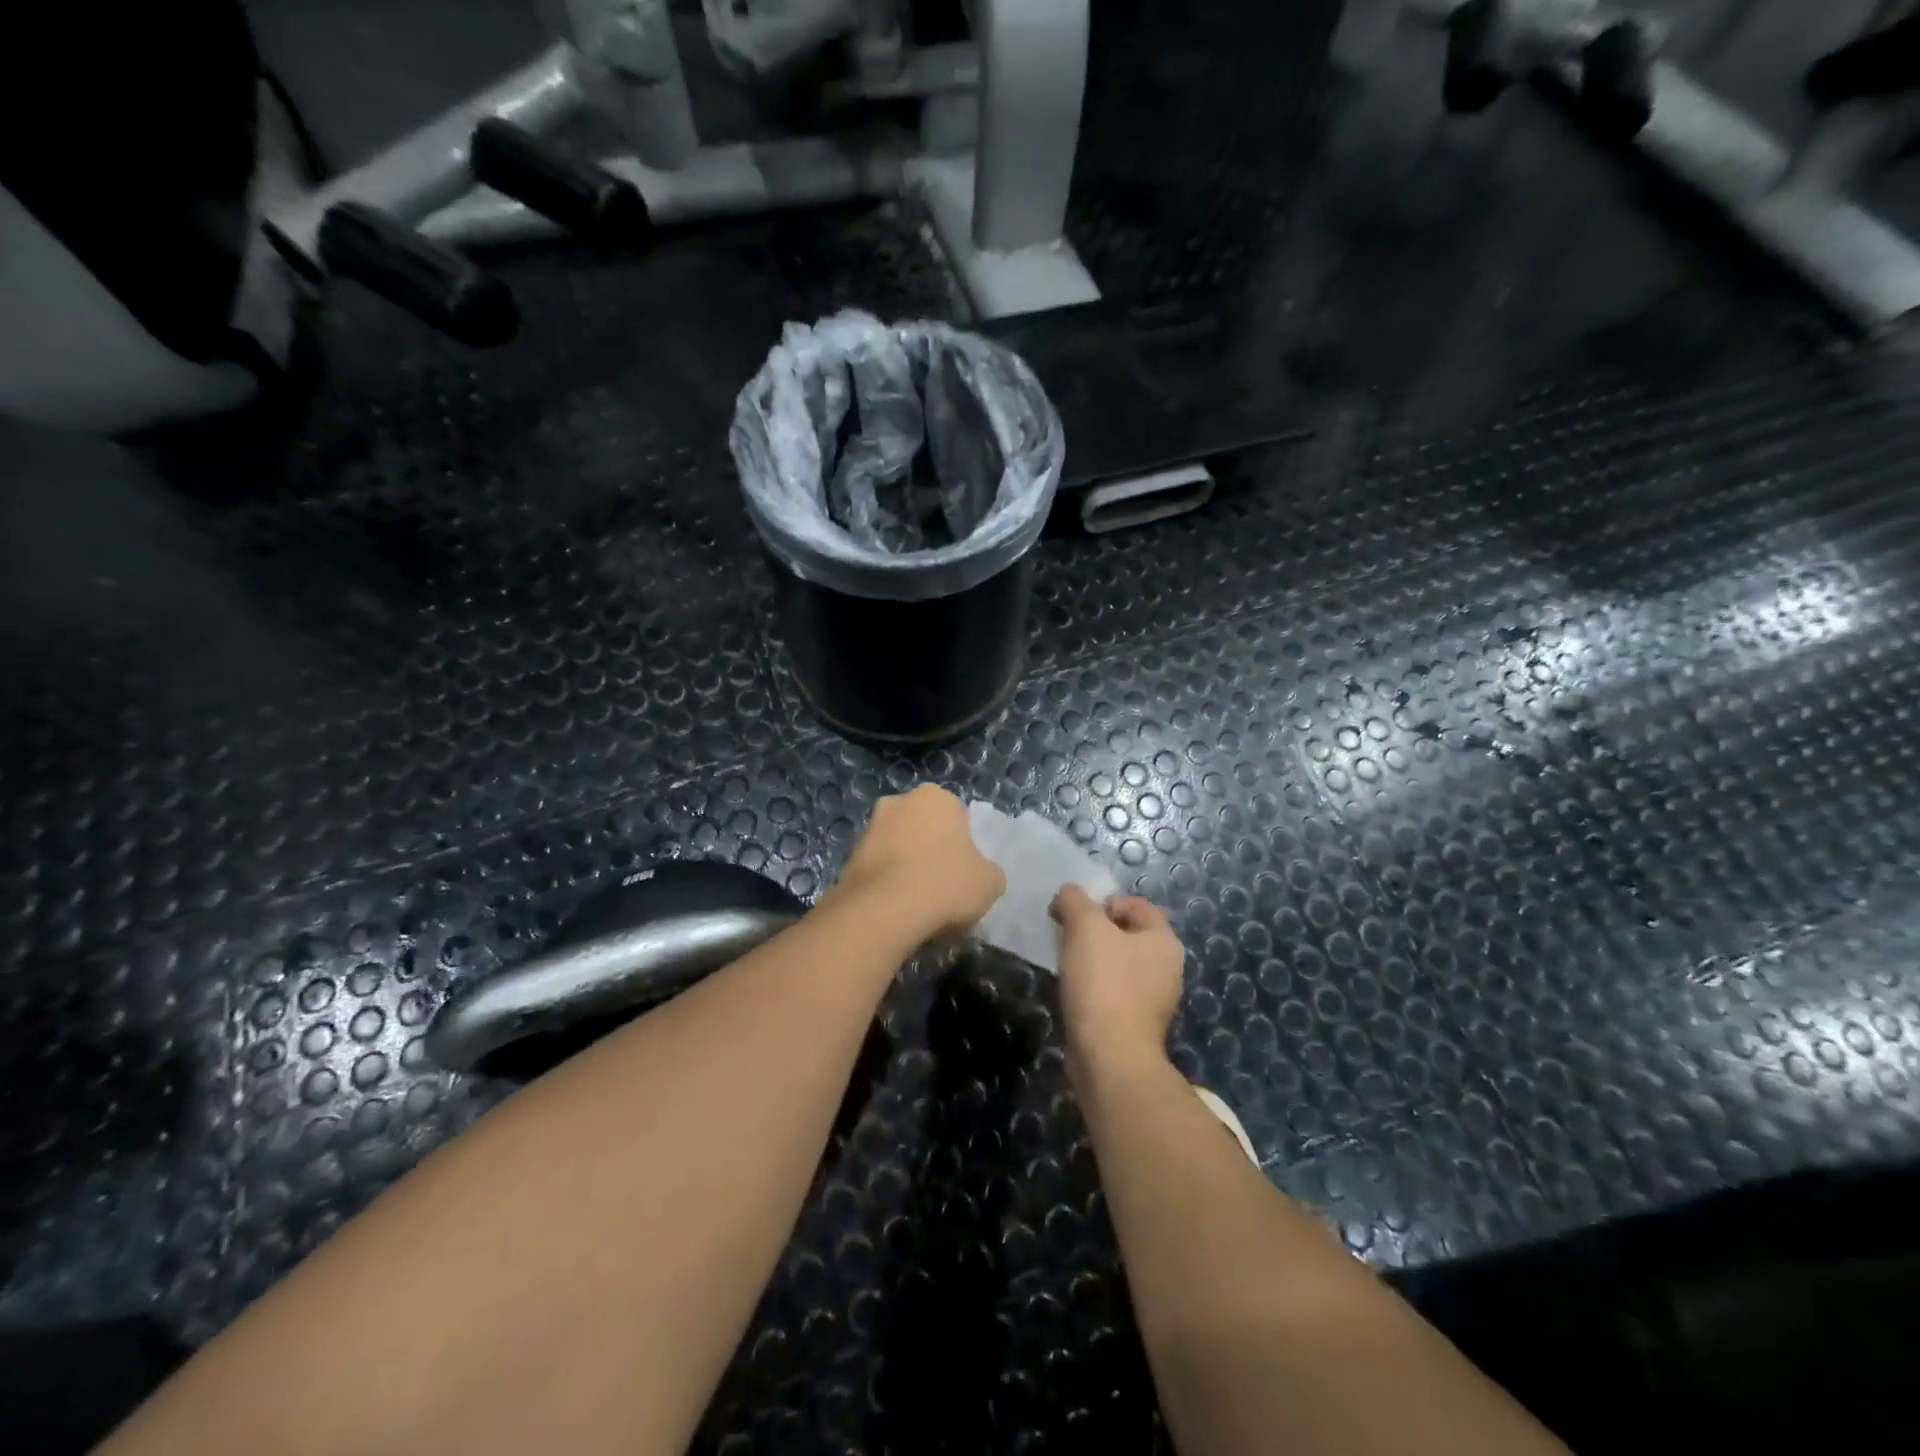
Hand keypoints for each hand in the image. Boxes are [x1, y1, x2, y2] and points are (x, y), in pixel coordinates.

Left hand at [831, 784, 1005, 942]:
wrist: (884, 911)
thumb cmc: (945, 883)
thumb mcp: (990, 882)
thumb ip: (988, 872)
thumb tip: (981, 875)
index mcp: (935, 797)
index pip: (957, 817)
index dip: (964, 846)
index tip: (965, 872)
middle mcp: (899, 802)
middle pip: (924, 829)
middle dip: (931, 851)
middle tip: (944, 886)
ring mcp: (870, 829)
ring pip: (899, 849)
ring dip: (908, 869)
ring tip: (920, 905)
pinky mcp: (850, 858)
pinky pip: (880, 871)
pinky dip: (888, 886)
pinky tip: (898, 911)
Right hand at [1051, 886, 1184, 1070]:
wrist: (1109, 1057)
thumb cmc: (1103, 983)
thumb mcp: (1085, 927)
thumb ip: (1075, 901)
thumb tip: (1068, 894)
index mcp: (1165, 941)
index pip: (1137, 905)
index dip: (1104, 902)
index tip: (1077, 917)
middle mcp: (1168, 968)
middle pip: (1127, 934)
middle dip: (1095, 931)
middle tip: (1067, 938)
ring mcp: (1155, 1000)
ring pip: (1119, 964)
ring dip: (1093, 960)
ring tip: (1068, 966)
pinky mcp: (1137, 1025)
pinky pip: (1114, 992)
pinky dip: (1095, 988)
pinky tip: (1076, 995)